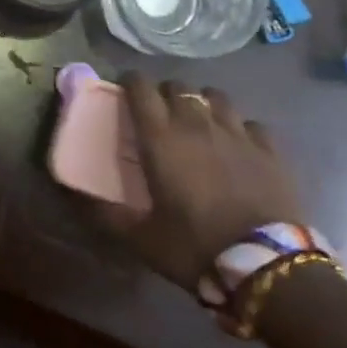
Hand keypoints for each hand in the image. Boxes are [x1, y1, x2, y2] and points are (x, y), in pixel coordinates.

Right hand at [104, 74, 305, 293]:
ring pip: (216, 96)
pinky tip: (238, 143)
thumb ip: (107, 214)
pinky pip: (250, 123)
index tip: (124, 90)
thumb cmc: (194, 246)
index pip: (140, 88)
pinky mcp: (269, 149)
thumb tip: (76, 200)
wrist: (265, 265)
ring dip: (203, 102)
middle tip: (160, 112)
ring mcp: (236, 133)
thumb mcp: (140, 238)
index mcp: (160, 138)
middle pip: (178, 87)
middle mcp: (196, 124)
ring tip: (199, 120)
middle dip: (164, 93)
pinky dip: (240, 127)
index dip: (130, 82)